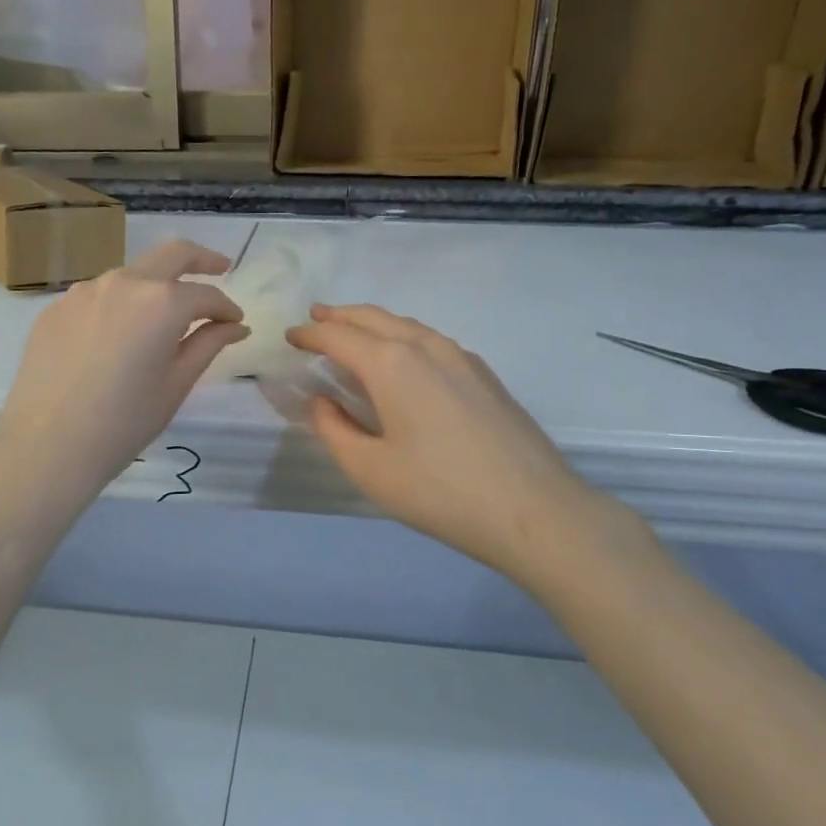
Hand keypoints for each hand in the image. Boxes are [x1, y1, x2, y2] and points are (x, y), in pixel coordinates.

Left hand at [0, 241, 248, 509]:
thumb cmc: (124, 421)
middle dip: (201, 260)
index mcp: (161, 301)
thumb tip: (235, 325)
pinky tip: (117, 337)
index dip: (226, 308)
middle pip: (171, 255)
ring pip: (131, 275)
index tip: (236, 323)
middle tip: (221, 268)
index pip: (205, 295)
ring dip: (154, 286)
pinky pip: (98, 297)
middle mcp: (123, 282)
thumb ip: (208, 343)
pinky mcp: (56, 308)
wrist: (47, 445)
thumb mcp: (176, 384)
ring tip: (163, 317)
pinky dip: (119, 306)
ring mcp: (84, 291)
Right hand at [287, 304, 612, 577]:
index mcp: (391, 364)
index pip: (338, 336)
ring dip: (374, 323)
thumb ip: (333, 429)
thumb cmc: (440, 492)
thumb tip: (319, 401)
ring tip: (354, 331)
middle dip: (340, 315)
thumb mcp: (369, 469)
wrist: (534, 510)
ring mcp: (461, 357)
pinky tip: (404, 359)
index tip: (290, 336)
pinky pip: (432, 341)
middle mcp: (426, 347)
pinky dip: (404, 338)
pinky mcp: (485, 375)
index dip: (310, 334)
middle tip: (316, 317)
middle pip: (374, 318)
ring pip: (407, 325)